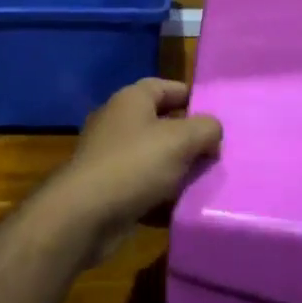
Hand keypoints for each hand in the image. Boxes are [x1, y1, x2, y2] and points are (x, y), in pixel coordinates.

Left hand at [43, 79, 221, 259]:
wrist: (84, 215)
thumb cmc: (135, 165)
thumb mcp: (181, 140)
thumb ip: (206, 128)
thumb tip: (212, 133)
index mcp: (131, 100)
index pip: (166, 87)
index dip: (192, 97)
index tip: (216, 115)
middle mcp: (117, 122)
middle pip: (161, 123)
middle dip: (188, 138)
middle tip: (216, 152)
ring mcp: (109, 156)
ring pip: (153, 157)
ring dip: (177, 169)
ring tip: (205, 180)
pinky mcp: (107, 188)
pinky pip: (142, 186)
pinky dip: (160, 195)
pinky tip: (181, 206)